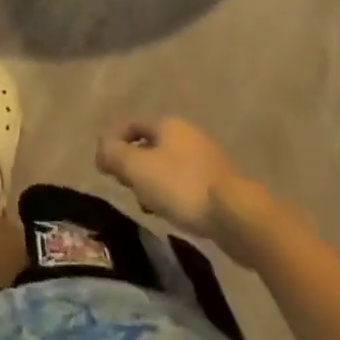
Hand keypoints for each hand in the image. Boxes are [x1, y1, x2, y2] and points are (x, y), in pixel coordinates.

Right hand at [96, 118, 280, 264]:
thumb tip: (101, 150)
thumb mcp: (138, 169)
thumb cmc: (182, 186)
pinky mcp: (221, 183)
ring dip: (154, 182)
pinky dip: (174, 194)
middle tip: (126, 187)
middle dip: (135, 164)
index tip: (104, 169)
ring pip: (169, 165)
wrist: (238, 215)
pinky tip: (174, 214)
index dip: (114, 143)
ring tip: (149, 206)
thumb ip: (114, 155)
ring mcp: (207, 157)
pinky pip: (187, 183)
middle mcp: (187, 134)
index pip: (131, 125)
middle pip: (151, 144)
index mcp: (167, 124)